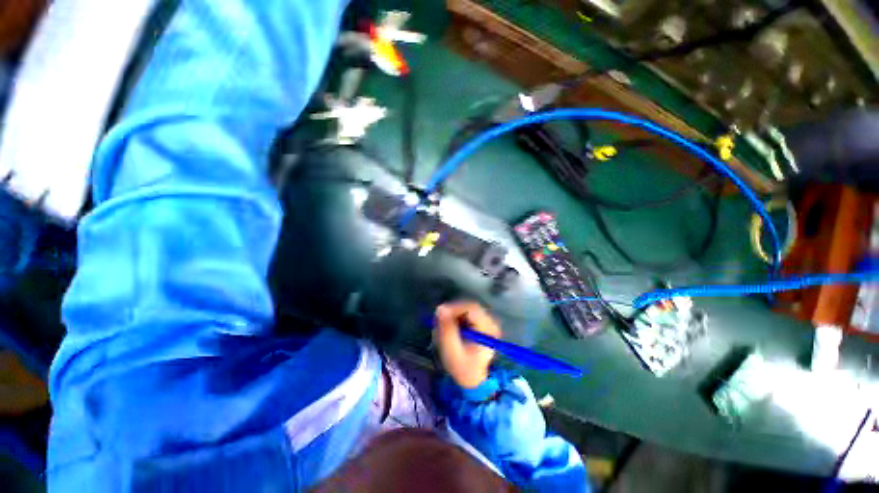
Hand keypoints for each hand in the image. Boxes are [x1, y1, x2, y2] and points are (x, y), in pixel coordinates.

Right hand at [434, 301, 501, 388]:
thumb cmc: (464, 368)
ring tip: (444, 327)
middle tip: (440, 321)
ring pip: (467, 309)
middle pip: (469, 307)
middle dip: (453, 311)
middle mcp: (490, 323)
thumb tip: (440, 309)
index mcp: (487, 330)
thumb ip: (447, 330)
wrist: (473, 380)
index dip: (455, 307)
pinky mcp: (481, 324)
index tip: (440, 313)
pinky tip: (451, 329)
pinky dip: (457, 318)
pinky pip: (467, 314)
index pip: (472, 308)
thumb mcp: (452, 351)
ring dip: (454, 315)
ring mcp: (486, 323)